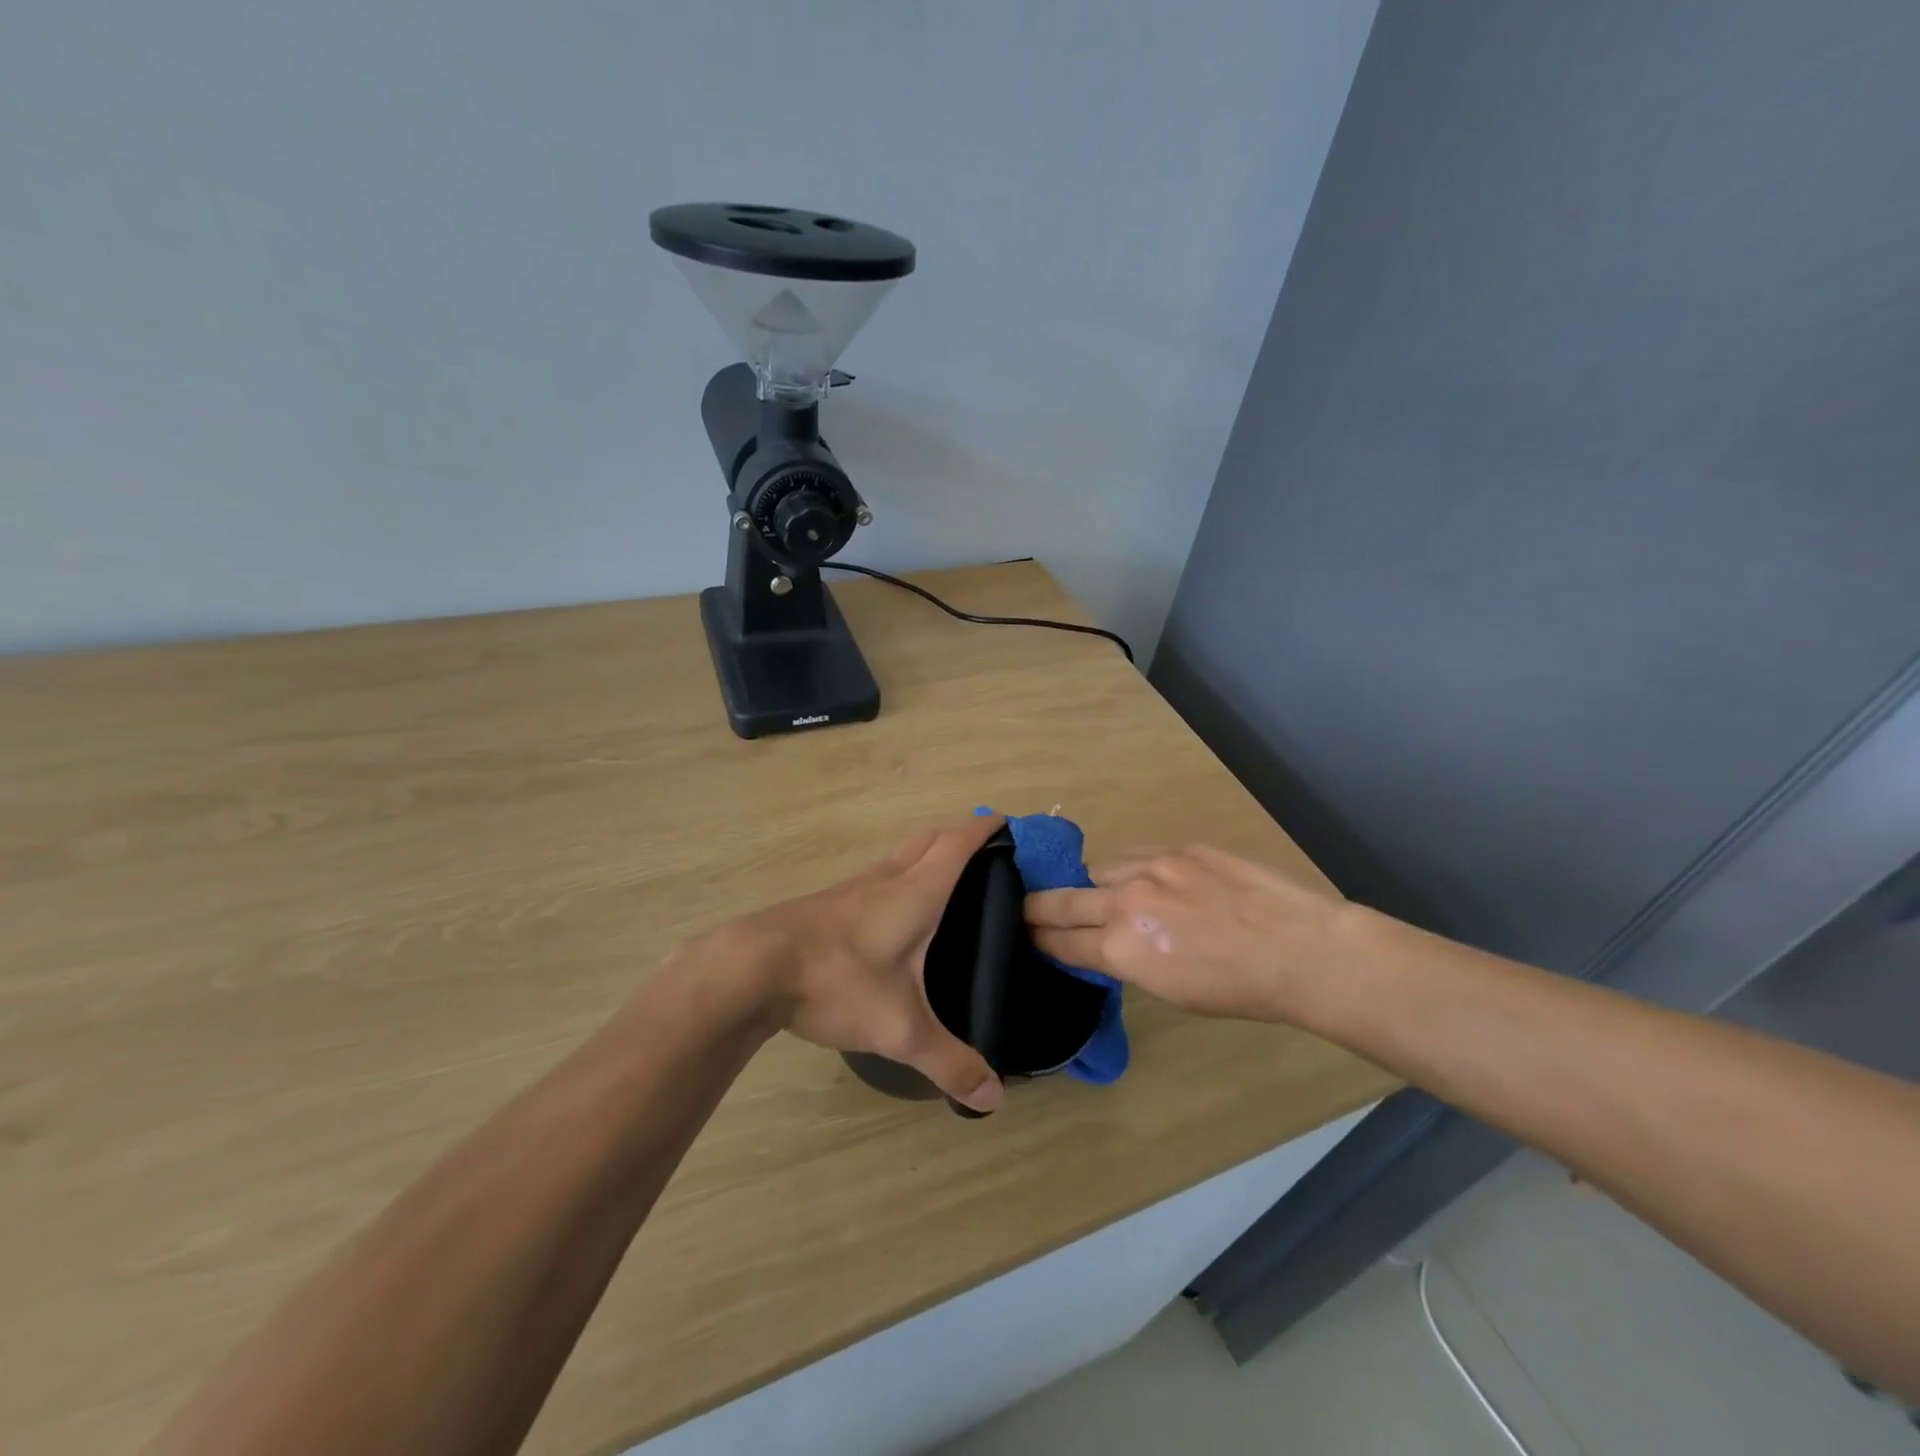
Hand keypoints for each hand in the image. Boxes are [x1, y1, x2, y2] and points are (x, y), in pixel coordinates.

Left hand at [682, 815, 1006, 1112]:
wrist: (752, 968)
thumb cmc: (838, 981)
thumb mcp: (899, 1029)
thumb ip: (949, 1062)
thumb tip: (994, 1099)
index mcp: (916, 892)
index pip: (958, 845)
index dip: (984, 830)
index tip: (1007, 821)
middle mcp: (887, 878)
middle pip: (928, 839)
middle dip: (958, 836)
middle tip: (983, 854)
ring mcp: (853, 887)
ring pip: (899, 856)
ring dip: (925, 854)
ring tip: (944, 882)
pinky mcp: (829, 903)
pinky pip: (876, 876)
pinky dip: (898, 877)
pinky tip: (892, 914)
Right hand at [1024, 844, 1344, 1022]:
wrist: (1298, 948)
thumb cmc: (1237, 988)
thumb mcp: (1169, 991)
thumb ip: (1126, 962)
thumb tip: (1104, 947)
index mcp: (1122, 948)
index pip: (1061, 942)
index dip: (1038, 940)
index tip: (1024, 935)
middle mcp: (1125, 902)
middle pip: (1062, 900)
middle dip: (1035, 907)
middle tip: (1020, 906)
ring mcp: (1152, 867)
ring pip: (1097, 869)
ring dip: (1088, 884)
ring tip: (1092, 892)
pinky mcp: (1178, 848)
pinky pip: (1135, 856)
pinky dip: (1126, 870)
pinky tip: (1136, 879)